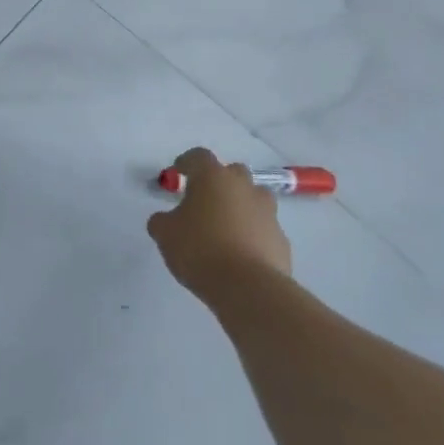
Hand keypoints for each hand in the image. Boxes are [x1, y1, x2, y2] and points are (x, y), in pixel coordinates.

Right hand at [147, 148, 293, 303]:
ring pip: (254, 199)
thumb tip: (165, 220)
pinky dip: (254, 235)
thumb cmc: (199, 249)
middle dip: (220, 183)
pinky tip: (241, 254)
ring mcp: (267, 213)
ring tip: (226, 227)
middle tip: (205, 201)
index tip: (179, 173)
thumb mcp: (165, 234)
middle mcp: (243, 187)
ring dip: (241, 206)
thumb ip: (162, 221)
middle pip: (233, 173)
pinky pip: (264, 229)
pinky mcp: (281, 240)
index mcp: (212, 177)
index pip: (198, 156)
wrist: (248, 288)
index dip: (187, 163)